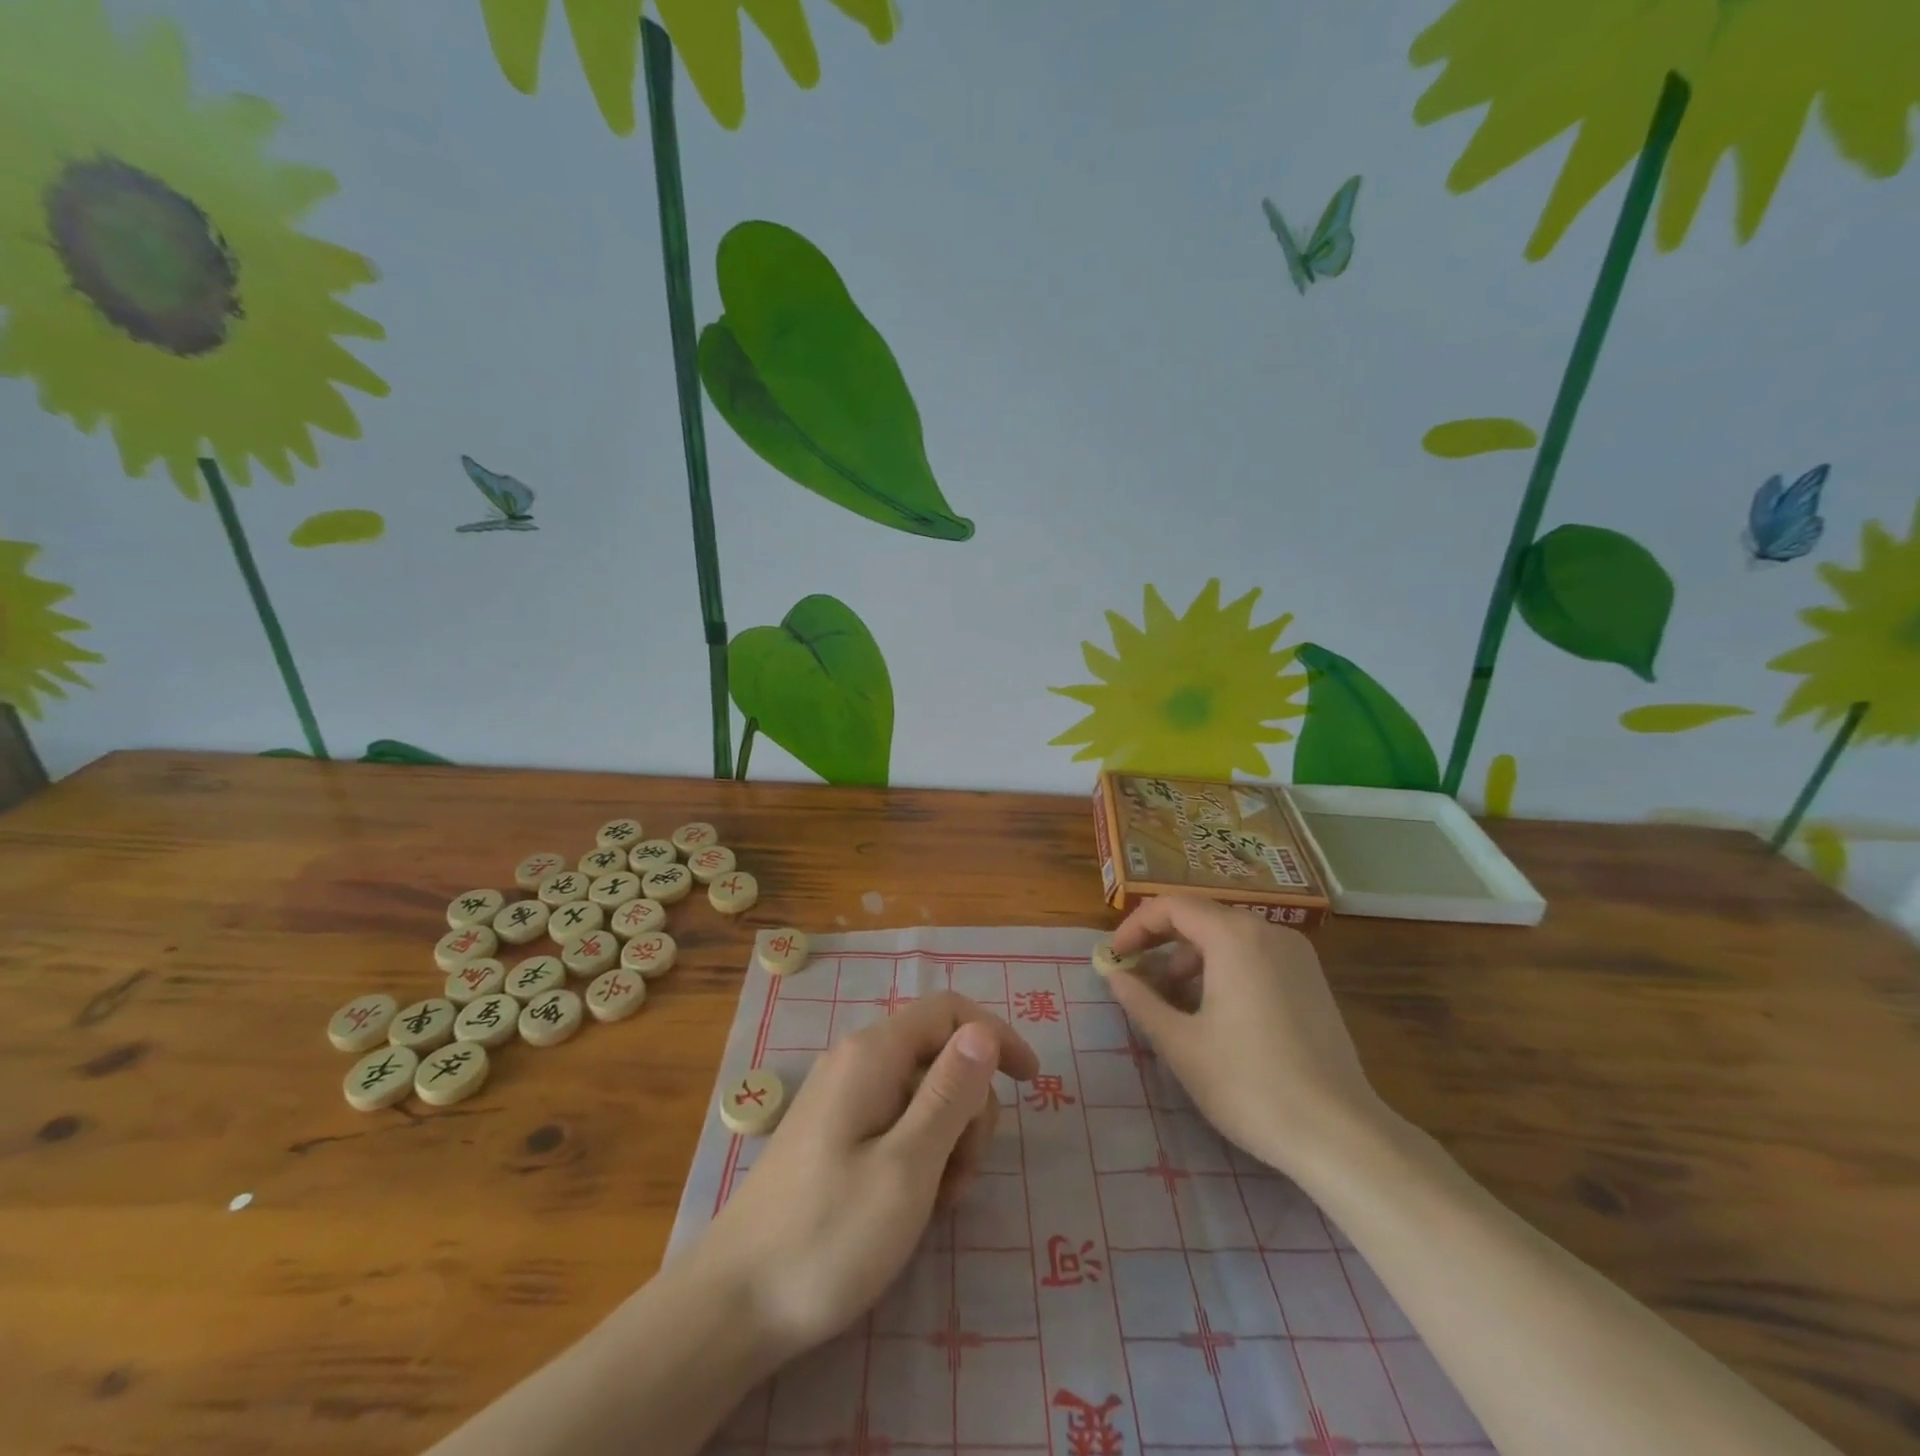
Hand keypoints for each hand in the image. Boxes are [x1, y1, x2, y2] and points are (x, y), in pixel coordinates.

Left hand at [695, 991, 1038, 1361]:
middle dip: (968, 1109)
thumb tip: (983, 1031)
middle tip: (960, 1177)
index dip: (995, 1036)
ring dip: (947, 1140)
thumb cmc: (828, 1236)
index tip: (1032, 1083)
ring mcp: (843, 1097)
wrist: (734, 1305)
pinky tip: (911, 1205)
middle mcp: (857, 1061)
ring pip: (923, 1094)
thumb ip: (950, 1093)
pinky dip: (920, 1154)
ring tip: (933, 1202)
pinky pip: (897, 1122)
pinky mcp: (836, 1133)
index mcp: (873, 1054)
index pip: (949, 1011)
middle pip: (940, 1055)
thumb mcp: (907, 1167)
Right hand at [1106, 895, 1385, 1176]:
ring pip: (1229, 935)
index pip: (1172, 906)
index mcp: (1234, 937)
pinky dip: (1224, 966)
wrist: (1341, 1135)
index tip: (1115, 957)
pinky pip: (1255, 954)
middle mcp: (1268, 932)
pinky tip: (1214, 1009)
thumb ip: (1141, 1001)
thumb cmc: (1250, 1085)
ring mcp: (1296, 954)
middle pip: (1201, 915)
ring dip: (1192, 955)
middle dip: (1162, 940)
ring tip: (1171, 997)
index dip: (1135, 926)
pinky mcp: (1312, 980)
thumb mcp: (1181, 1045)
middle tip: (1136, 974)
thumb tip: (1115, 975)